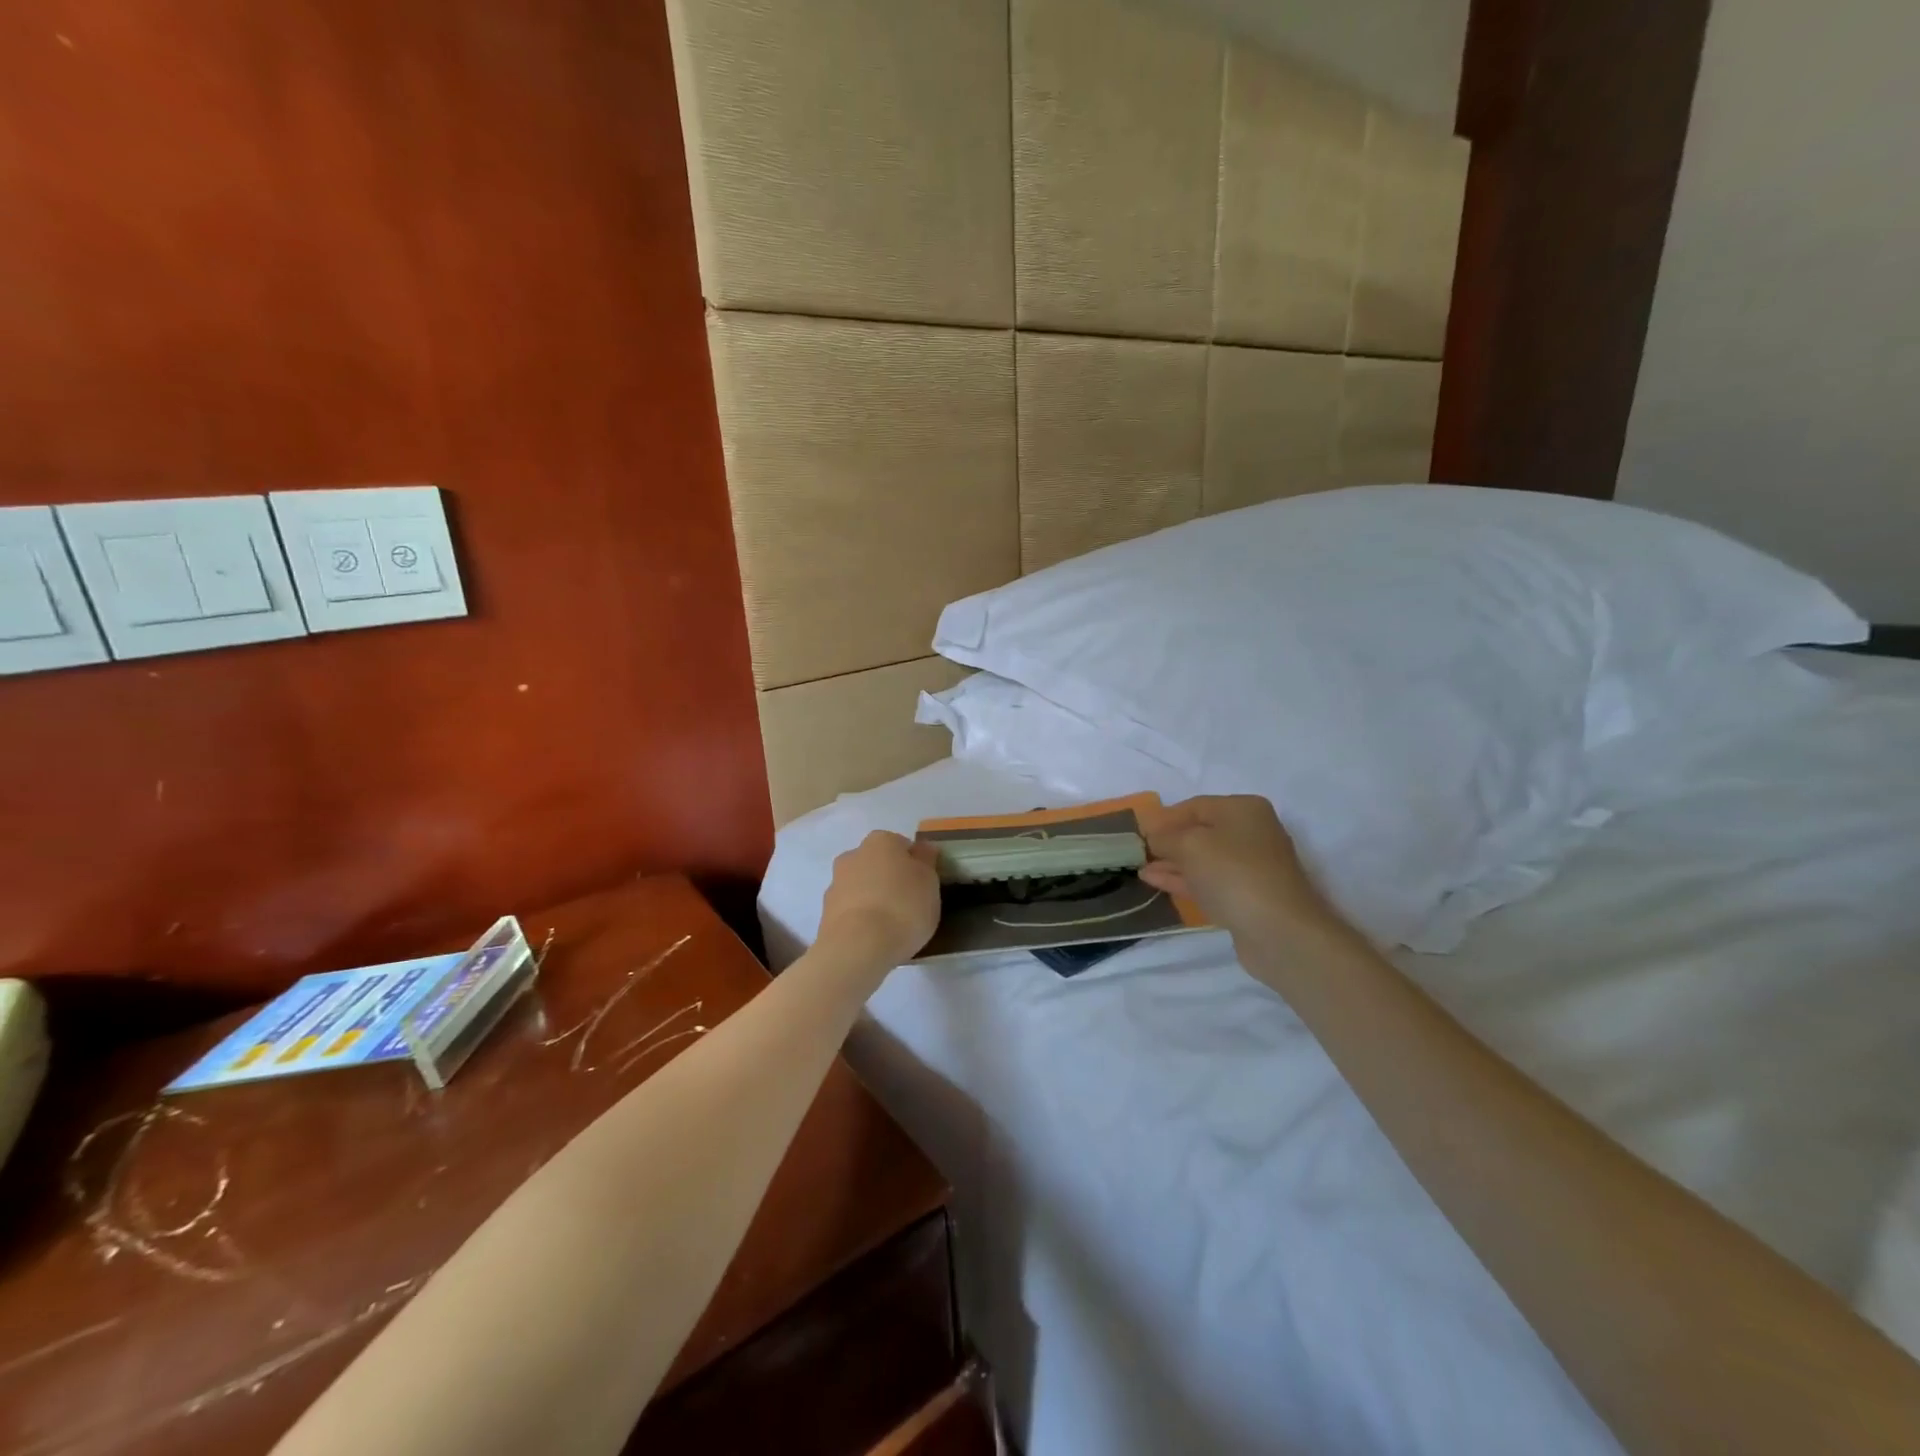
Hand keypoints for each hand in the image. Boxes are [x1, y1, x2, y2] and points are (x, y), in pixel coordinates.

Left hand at [818, 831, 941, 968]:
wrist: (858, 947)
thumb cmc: (903, 906)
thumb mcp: (930, 882)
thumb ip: (926, 862)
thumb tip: (922, 850)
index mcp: (881, 841)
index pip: (902, 846)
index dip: (915, 866)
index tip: (924, 886)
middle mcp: (853, 855)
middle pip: (878, 864)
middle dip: (890, 880)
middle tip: (909, 905)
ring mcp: (835, 884)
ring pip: (861, 887)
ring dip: (873, 899)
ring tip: (891, 926)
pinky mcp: (825, 913)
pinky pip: (851, 911)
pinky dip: (861, 919)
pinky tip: (874, 938)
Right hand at [1138, 796, 1343, 943]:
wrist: (1279, 931)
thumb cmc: (1233, 873)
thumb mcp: (1189, 845)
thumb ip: (1165, 837)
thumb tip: (1153, 837)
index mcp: (1243, 809)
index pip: (1195, 805)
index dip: (1164, 817)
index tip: (1138, 831)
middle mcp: (1251, 833)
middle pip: (1200, 832)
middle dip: (1168, 841)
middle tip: (1137, 851)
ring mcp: (1250, 867)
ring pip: (1203, 859)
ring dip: (1172, 863)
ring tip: (1141, 867)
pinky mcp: (1246, 897)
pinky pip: (1208, 882)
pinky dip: (1182, 880)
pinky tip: (1155, 881)